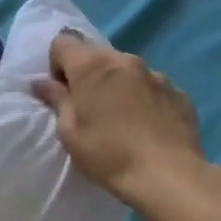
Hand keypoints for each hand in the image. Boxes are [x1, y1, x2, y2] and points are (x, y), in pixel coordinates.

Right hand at [33, 30, 215, 217]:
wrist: (169, 178)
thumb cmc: (108, 154)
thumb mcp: (69, 131)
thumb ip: (56, 99)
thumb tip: (41, 82)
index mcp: (92, 65)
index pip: (63, 42)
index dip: (57, 64)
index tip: (62, 92)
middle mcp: (124, 60)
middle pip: (96, 54)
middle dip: (88, 74)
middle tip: (89, 107)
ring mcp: (156, 74)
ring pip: (126, 70)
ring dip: (118, 84)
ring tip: (122, 118)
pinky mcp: (179, 92)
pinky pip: (152, 87)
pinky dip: (144, 98)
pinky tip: (147, 126)